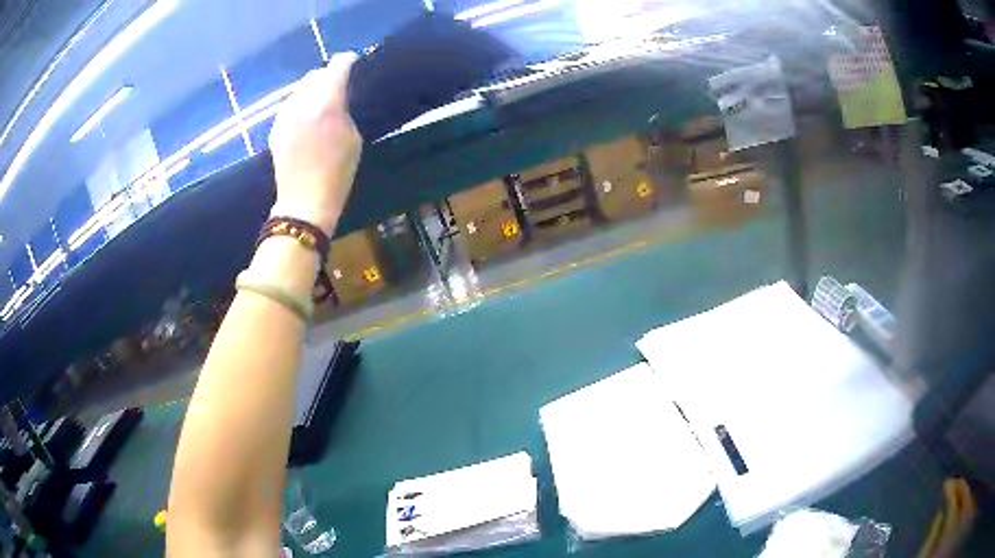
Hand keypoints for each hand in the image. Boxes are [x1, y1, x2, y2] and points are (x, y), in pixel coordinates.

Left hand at [269, 52, 361, 234]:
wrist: (304, 202)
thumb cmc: (337, 173)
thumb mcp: (353, 138)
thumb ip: (344, 110)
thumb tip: (338, 99)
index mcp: (326, 103)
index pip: (337, 67)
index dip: (347, 61)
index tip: (353, 62)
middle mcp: (302, 103)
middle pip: (314, 75)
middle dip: (327, 75)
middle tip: (338, 85)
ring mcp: (284, 116)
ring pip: (298, 90)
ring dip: (311, 90)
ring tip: (321, 101)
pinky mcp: (275, 129)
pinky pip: (288, 106)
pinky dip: (299, 105)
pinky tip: (306, 118)